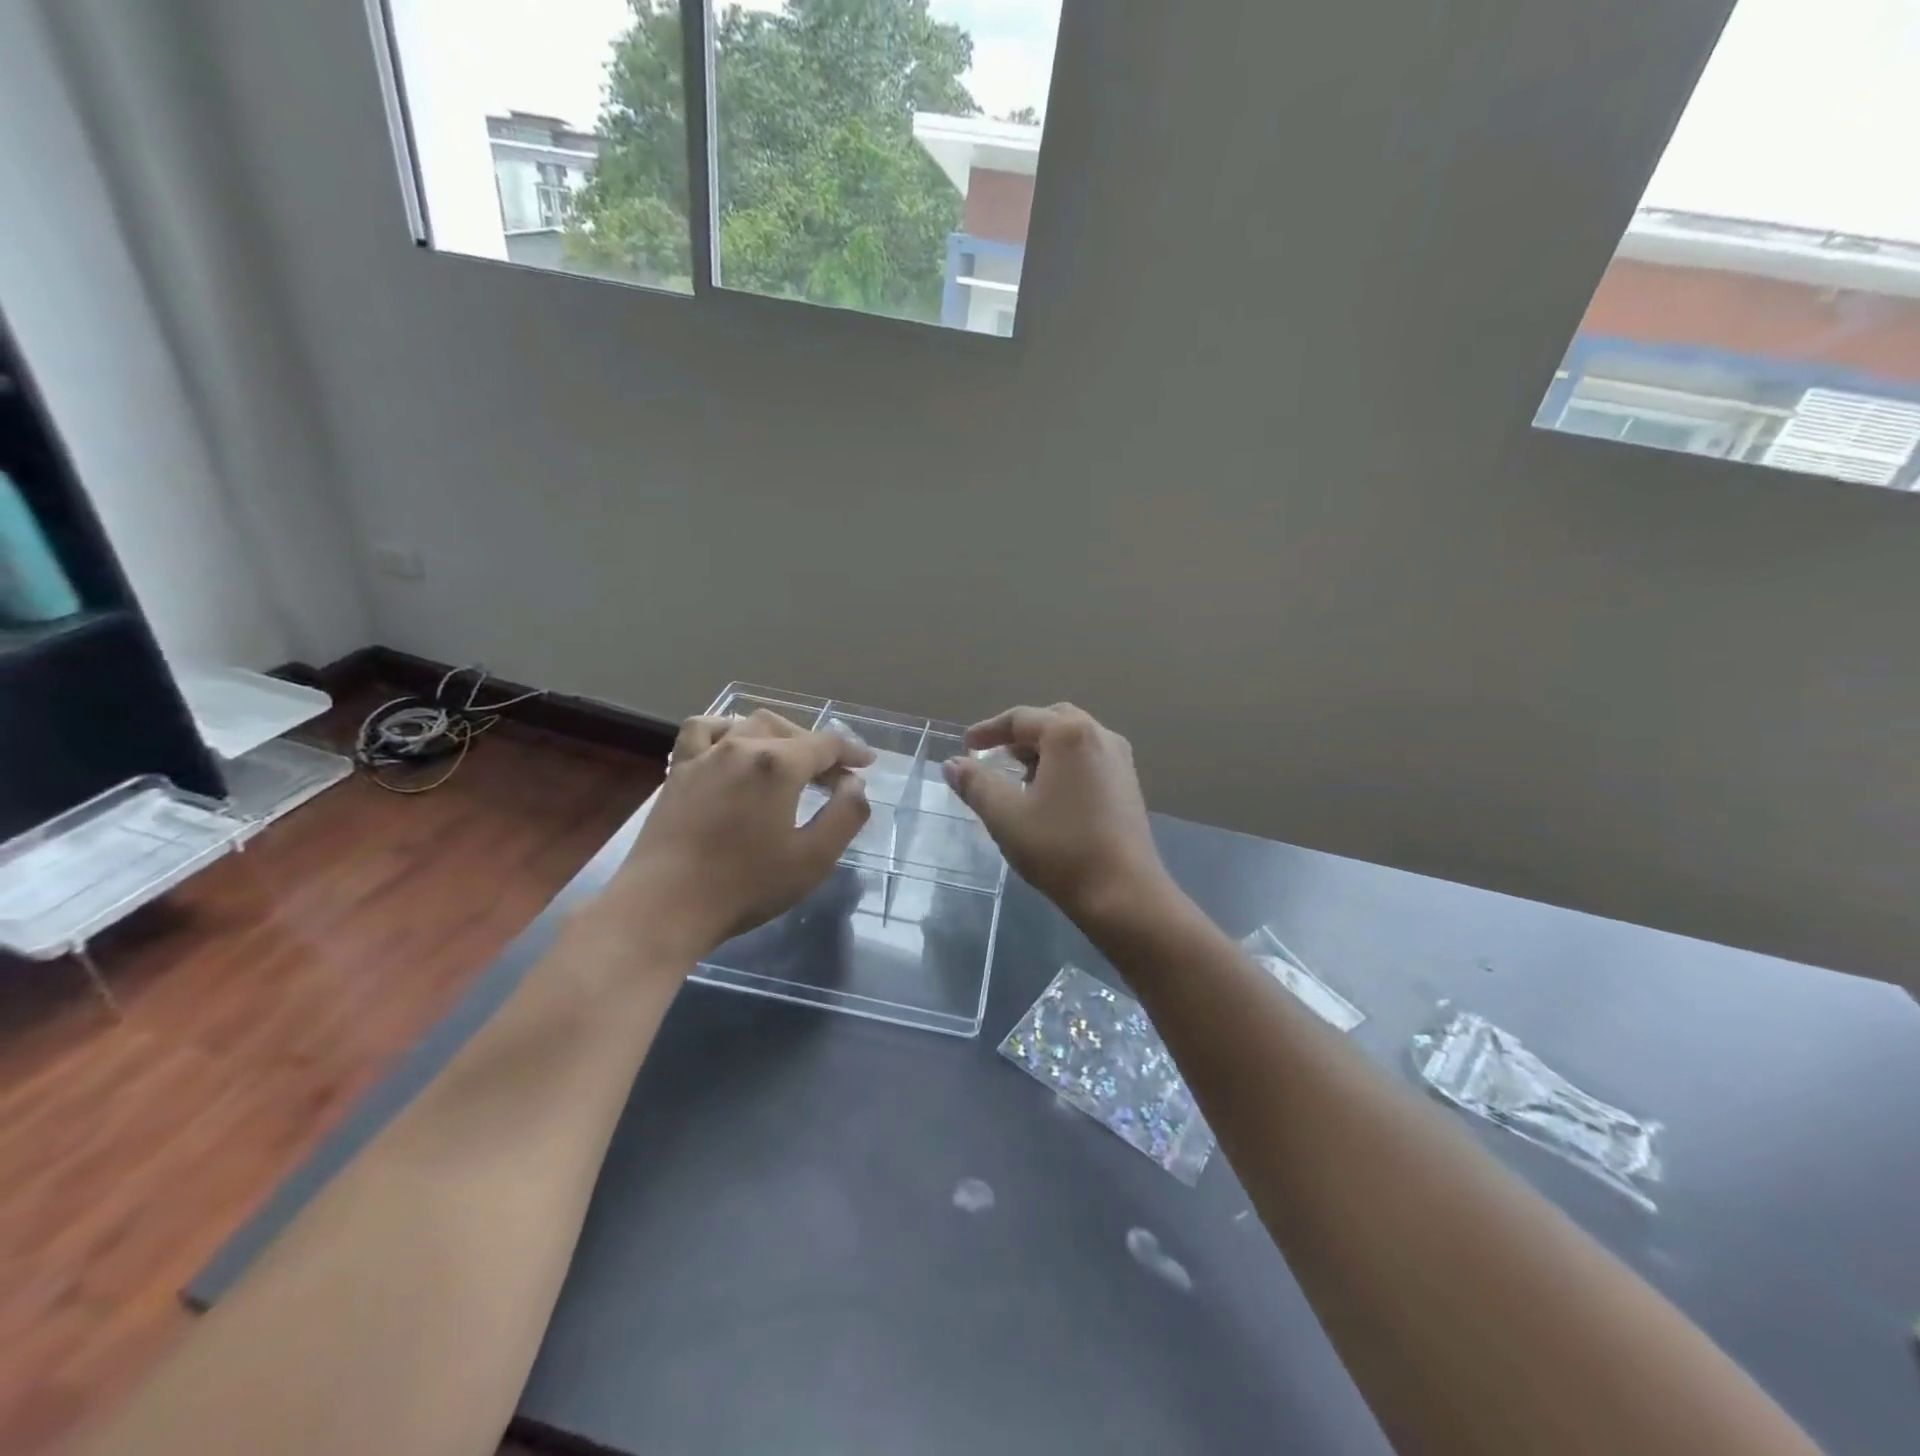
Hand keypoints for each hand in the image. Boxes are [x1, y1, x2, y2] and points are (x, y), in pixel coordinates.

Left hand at [607, 710, 875, 959]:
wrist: (665, 906)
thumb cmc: (746, 886)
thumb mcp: (814, 858)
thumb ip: (846, 815)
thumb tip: (854, 784)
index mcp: (779, 764)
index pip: (826, 744)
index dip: (852, 751)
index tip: (868, 764)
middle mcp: (742, 746)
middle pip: (791, 732)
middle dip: (819, 749)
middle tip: (835, 777)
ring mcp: (705, 755)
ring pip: (749, 724)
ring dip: (779, 735)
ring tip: (791, 758)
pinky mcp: (678, 771)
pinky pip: (703, 731)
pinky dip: (725, 729)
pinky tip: (733, 744)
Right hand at [942, 704, 1171, 926]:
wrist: (1123, 894)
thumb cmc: (1060, 848)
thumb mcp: (1006, 816)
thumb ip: (975, 784)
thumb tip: (953, 764)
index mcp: (1068, 733)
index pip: (1020, 718)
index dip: (988, 730)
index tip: (966, 746)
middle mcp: (1099, 735)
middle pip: (1051, 720)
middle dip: (1019, 735)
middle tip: (994, 756)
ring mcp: (1119, 760)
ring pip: (1073, 740)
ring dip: (1043, 750)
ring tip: (1019, 777)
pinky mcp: (1128, 785)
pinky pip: (1089, 759)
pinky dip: (1064, 764)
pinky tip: (1050, 795)